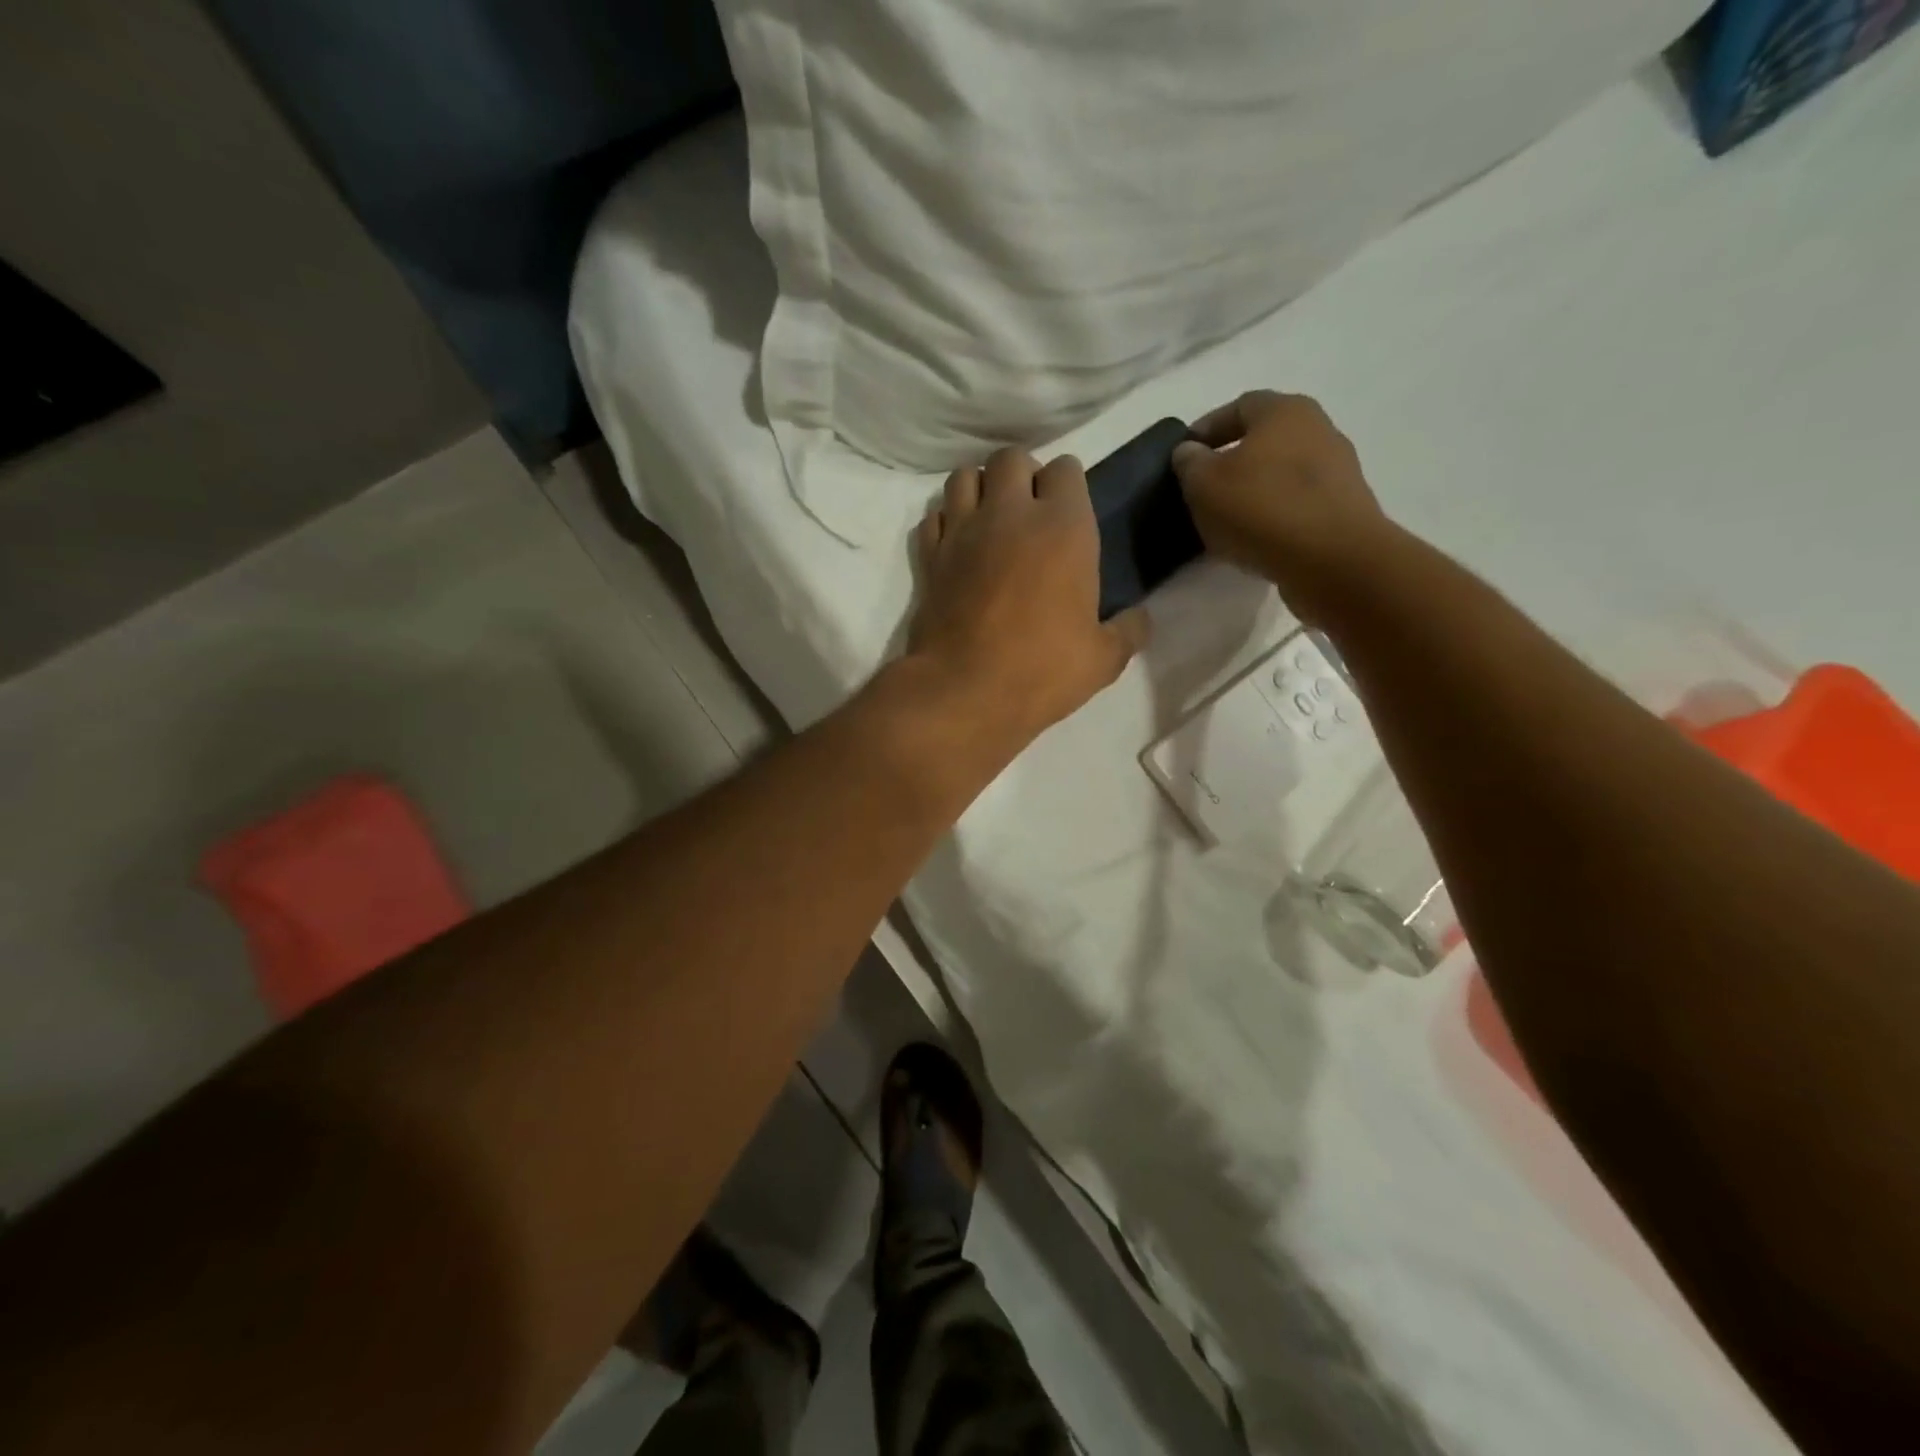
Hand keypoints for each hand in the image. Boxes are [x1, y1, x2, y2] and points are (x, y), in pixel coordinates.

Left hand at [905, 448, 1148, 749]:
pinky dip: (946, 522)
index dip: (1069, 485)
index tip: (1070, 512)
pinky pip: (934, 517)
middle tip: (1029, 512)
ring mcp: (962, 531)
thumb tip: (1139, 619)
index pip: (1066, 469)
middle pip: (1011, 458)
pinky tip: (958, 545)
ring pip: (964, 476)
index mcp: (1063, 527)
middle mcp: (1010, 514)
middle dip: (1022, 474)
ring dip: (980, 488)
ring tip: (990, 519)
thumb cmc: (1041, 671)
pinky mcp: (929, 556)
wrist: (963, 692)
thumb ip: (1127, 631)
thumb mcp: (1102, 659)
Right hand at [1171, 391, 1390, 622]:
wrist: (1332, 560)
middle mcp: (1318, 429)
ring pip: (1282, 472)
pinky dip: (1274, 514)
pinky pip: (1297, 503)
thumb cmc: (1262, 509)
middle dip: (1232, 460)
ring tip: (1226, 519)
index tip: (1184, 455)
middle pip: (1265, 439)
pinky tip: (1256, 537)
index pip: (1238, 407)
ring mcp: (1337, 469)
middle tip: (1203, 488)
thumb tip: (1190, 451)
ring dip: (1254, 490)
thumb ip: (1190, 463)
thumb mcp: (1204, 484)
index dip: (1207, 429)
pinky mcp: (1344, 507)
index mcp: (1284, 411)